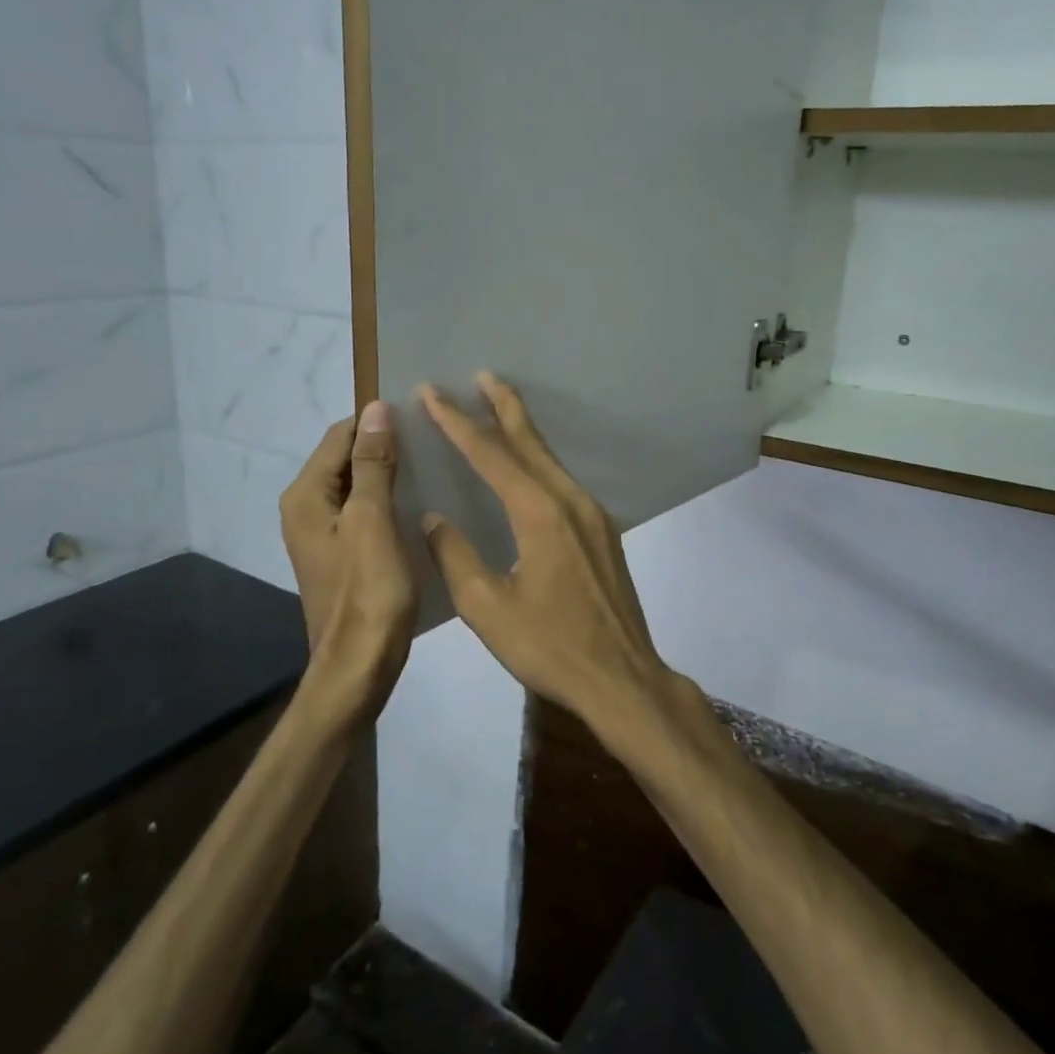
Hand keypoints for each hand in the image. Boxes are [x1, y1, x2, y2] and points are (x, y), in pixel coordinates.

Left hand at [280, 402, 418, 723]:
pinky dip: (388, 502)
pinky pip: (364, 513)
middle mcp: (305, 509)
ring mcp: (322, 534)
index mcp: (306, 496)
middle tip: (434, 442)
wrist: (360, 666)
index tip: (422, 419)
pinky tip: (420, 505)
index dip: (377, 423)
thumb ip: (373, 464)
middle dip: (385, 447)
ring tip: (434, 467)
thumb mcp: (374, 521)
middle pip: (346, 459)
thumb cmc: (369, 592)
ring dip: (390, 475)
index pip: (340, 435)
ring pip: (358, 487)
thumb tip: (376, 409)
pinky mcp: (341, 554)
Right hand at [417, 373, 676, 732]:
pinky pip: (563, 481)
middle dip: (503, 405)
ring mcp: (593, 515)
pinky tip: (529, 467)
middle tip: (481, 375)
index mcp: (539, 513)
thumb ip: (456, 557)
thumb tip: (433, 519)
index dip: (457, 422)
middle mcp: (570, 501)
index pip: (490, 454)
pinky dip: (539, 461)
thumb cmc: (550, 647)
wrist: (622, 678)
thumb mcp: (488, 608)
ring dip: (522, 431)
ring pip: (550, 459)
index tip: (433, 392)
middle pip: (530, 441)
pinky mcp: (602, 532)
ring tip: (498, 408)